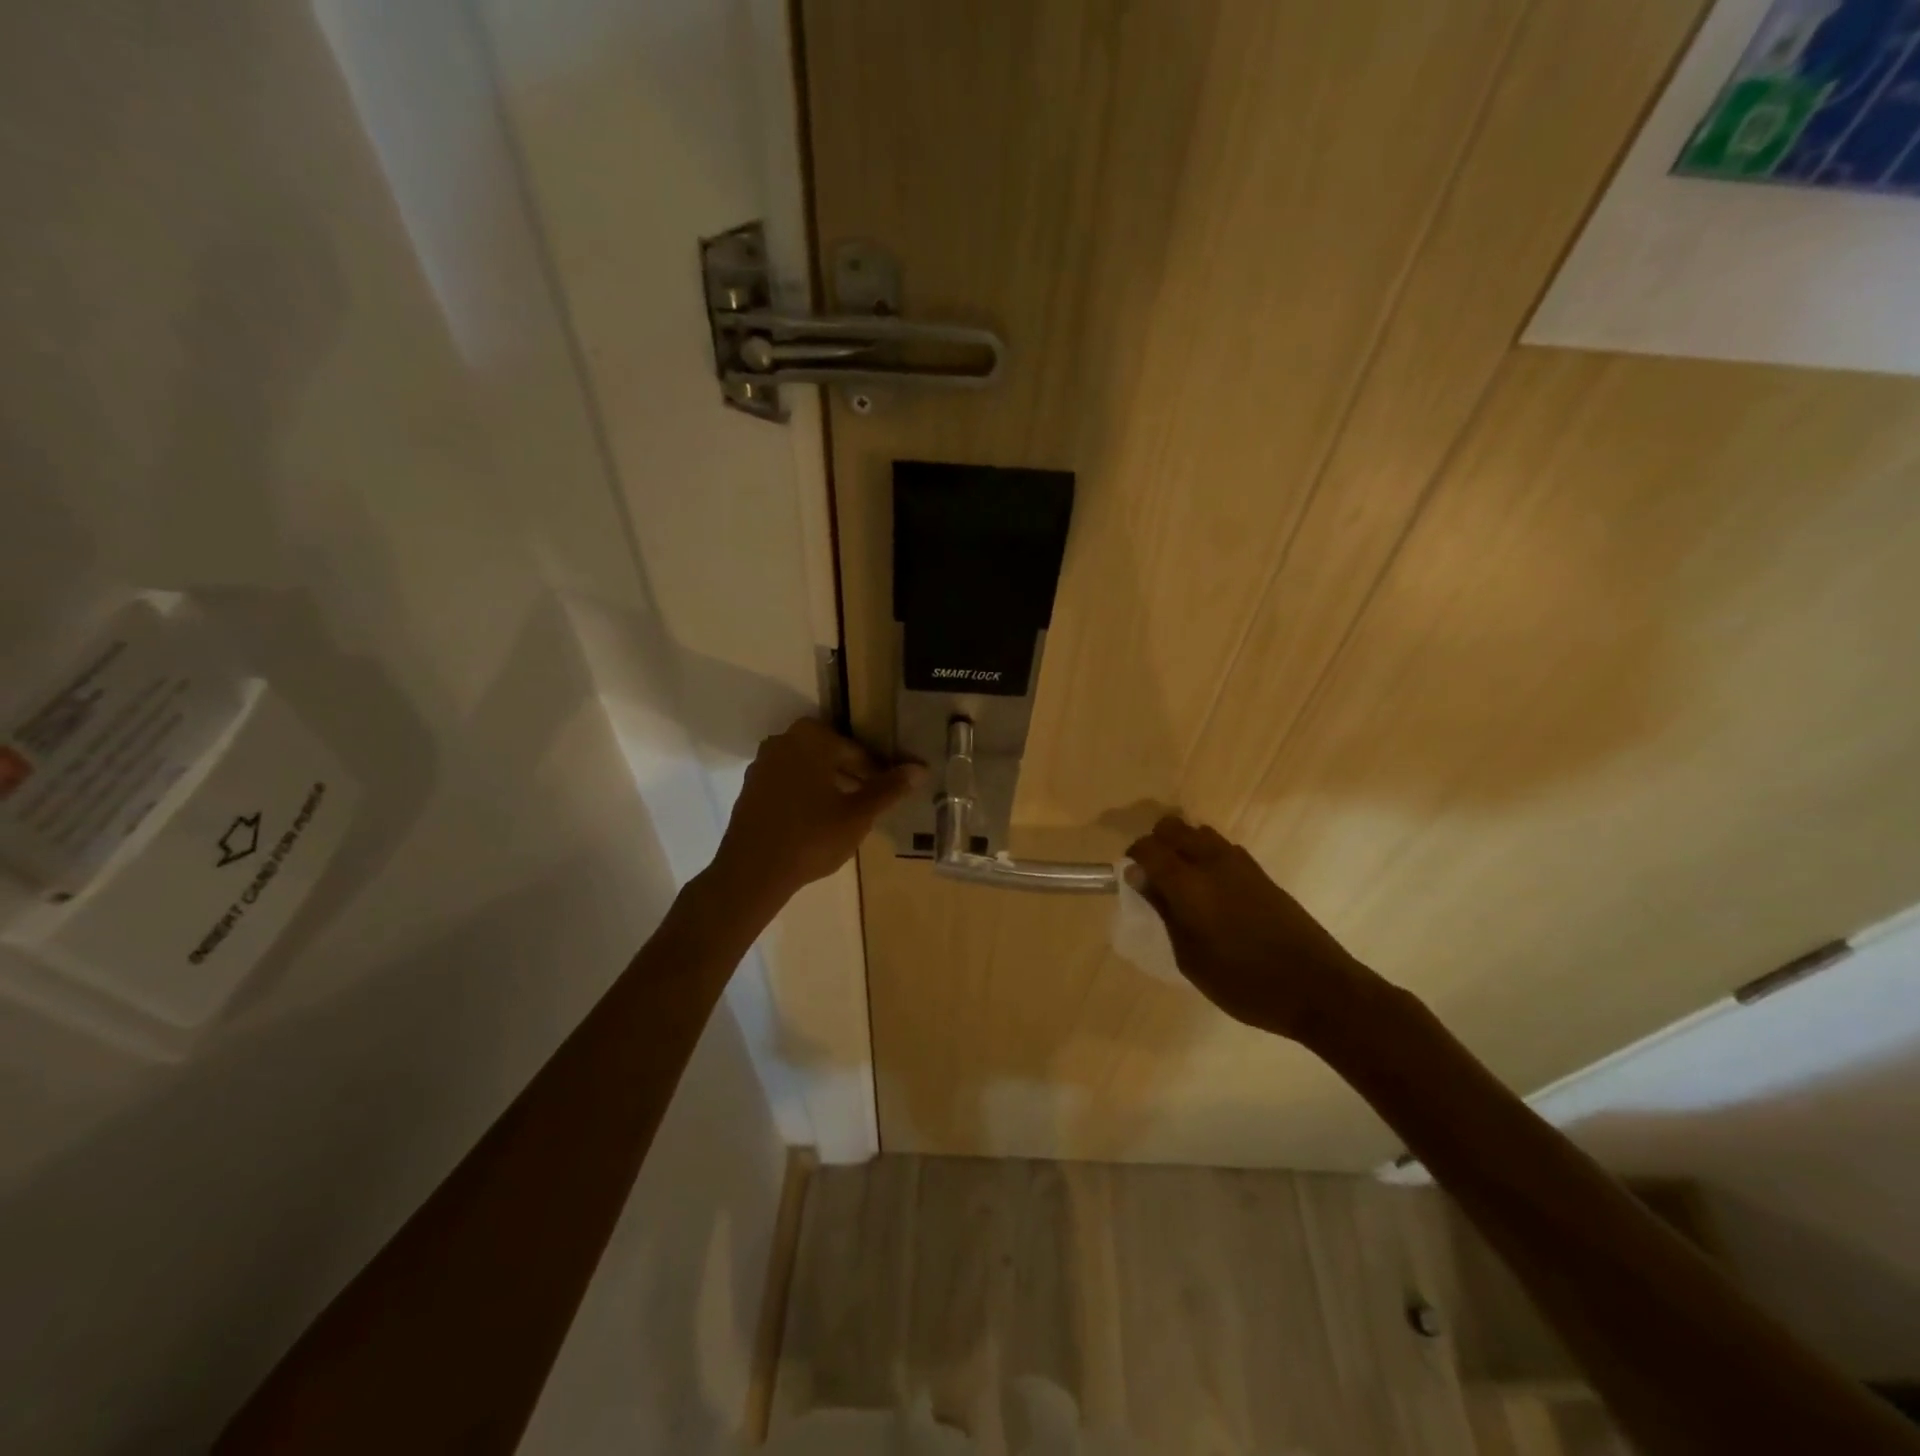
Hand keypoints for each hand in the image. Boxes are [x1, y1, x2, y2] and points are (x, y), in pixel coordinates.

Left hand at [712, 719, 921, 905]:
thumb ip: (889, 788)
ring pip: (808, 768)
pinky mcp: (751, 787)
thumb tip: (920, 768)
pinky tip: (817, 821)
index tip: (888, 794)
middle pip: (831, 755)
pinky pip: (788, 782)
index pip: (856, 751)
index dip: (876, 773)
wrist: (753, 871)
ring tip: (847, 814)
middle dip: (853, 775)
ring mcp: (763, 764)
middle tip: (870, 803)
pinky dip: (806, 794)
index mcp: (812, 738)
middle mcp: (783, 741)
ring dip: (829, 784)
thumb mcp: (858, 815)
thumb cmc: (812, 837)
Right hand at [1125, 815, 1373, 1045]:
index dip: (1133, 857)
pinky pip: (1222, 848)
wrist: (1318, 989)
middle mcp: (1213, 863)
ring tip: (1181, 884)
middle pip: (1173, 828)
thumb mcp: (1190, 958)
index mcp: (1190, 884)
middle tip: (1152, 878)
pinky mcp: (1261, 873)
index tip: (1129, 878)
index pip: (1149, 848)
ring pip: (1199, 833)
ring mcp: (1240, 864)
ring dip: (1183, 847)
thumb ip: (1163, 913)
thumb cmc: (1245, 983)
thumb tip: (1140, 879)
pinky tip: (1211, 891)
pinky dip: (1207, 856)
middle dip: (1156, 844)